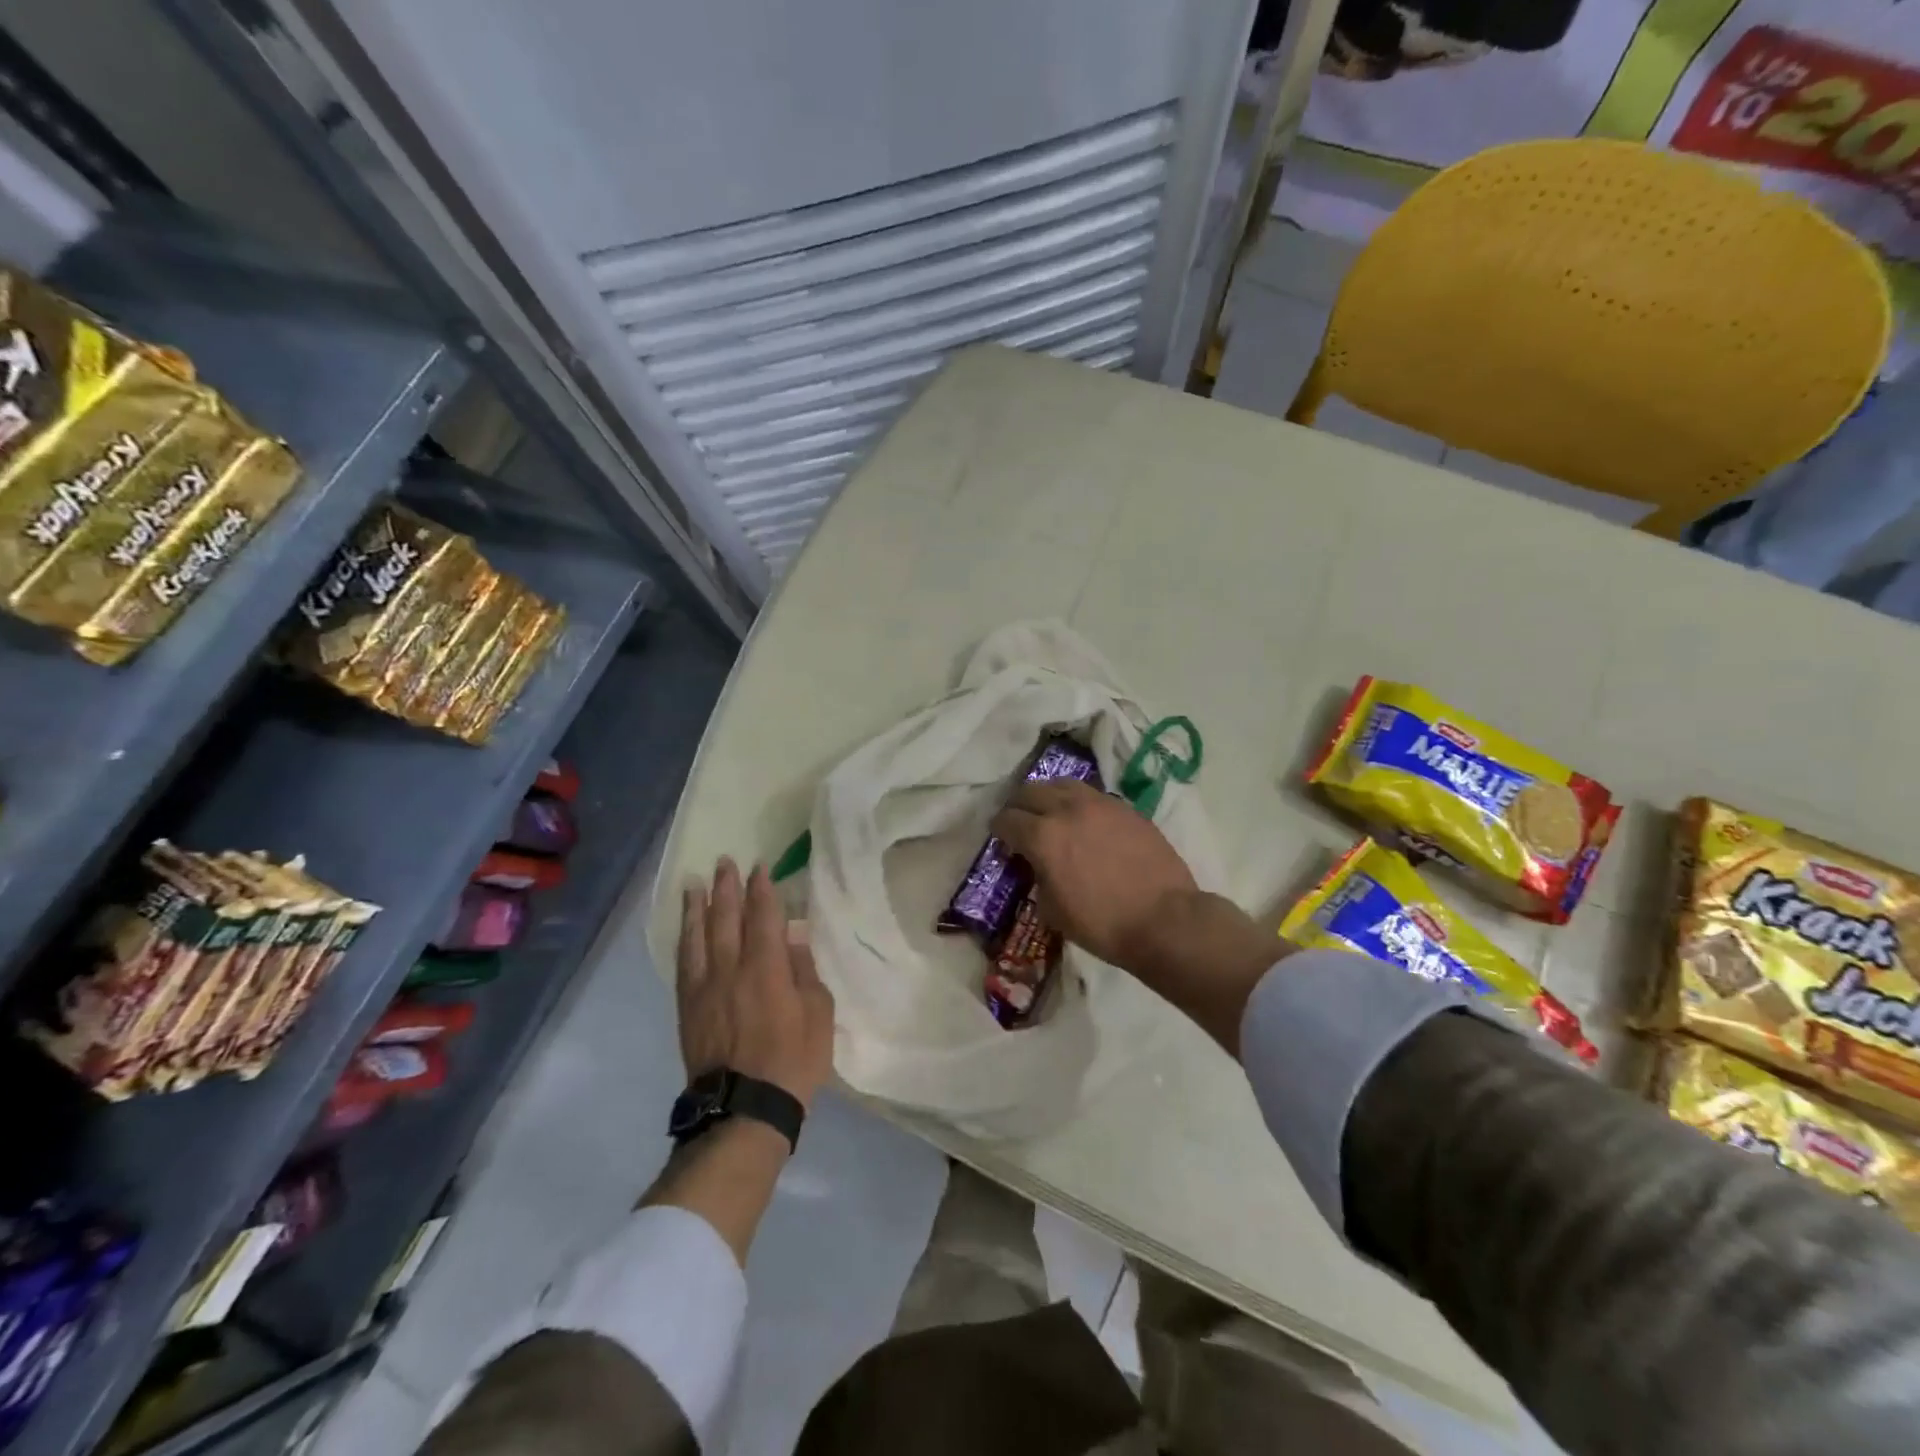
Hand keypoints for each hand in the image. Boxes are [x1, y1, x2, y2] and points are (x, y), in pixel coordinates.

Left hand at [677, 858, 834, 1108]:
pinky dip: (684, 939)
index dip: (761, 889)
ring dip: (698, 906)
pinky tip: (685, 929)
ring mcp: (704, 988)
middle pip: (726, 918)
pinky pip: (683, 964)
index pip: (762, 917)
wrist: (744, 1109)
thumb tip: (794, 936)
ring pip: (697, 937)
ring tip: (696, 884)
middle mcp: (731, 969)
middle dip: (727, 888)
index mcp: (767, 969)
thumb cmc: (793, 1062)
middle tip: (725, 862)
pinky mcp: (688, 1008)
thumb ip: (805, 971)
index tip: (759, 867)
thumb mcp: (818, 1015)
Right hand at [991, 781, 1279, 1053]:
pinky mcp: (1126, 808)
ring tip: (1051, 812)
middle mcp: (1068, 809)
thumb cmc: (1102, 924)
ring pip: (1063, 784)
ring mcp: (1100, 804)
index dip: (999, 830)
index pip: (1008, 819)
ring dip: (1049, 796)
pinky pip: (1092, 795)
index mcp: (1043, 836)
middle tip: (1020, 821)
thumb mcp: (1052, 909)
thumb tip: (1038, 866)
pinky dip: (1079, 803)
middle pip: (1031, 790)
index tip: (1001, 840)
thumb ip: (1038, 878)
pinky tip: (1084, 820)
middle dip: (1019, 805)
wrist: (1164, 919)